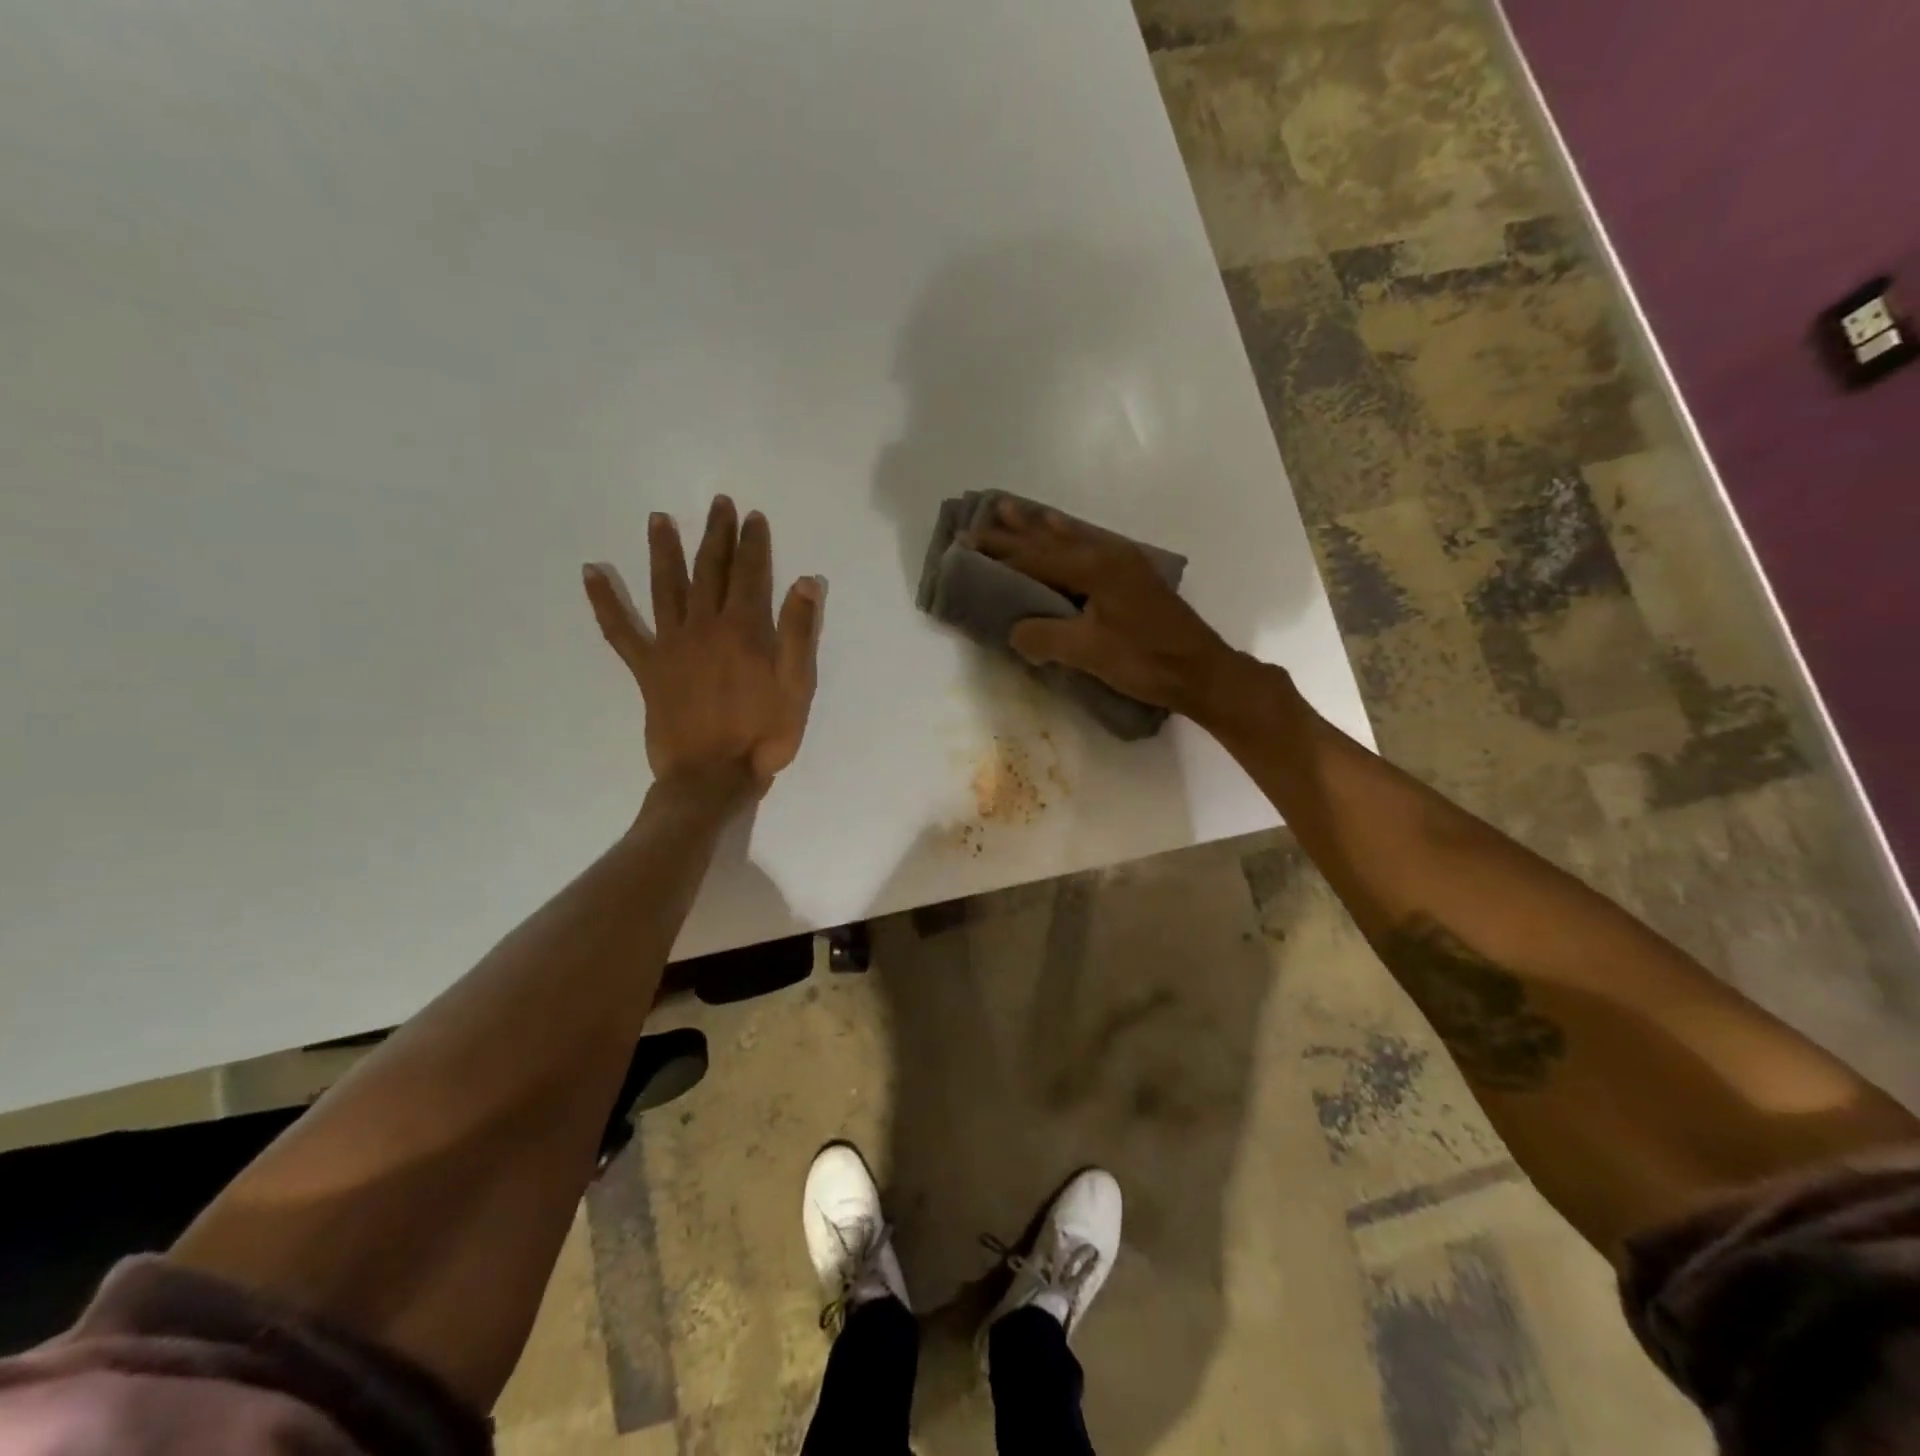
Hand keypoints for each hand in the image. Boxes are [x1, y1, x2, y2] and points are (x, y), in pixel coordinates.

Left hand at [584, 495, 824, 793]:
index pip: (749, 574)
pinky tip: (590, 573)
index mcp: (743, 630)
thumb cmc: (763, 735)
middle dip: (715, 534)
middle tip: (717, 504)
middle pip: (709, 570)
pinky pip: (620, 630)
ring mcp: (670, 645)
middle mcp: (703, 626)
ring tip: (658, 518)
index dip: (753, 543)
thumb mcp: (797, 687)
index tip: (753, 517)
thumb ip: (799, 633)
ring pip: (665, 587)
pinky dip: (603, 602)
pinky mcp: (647, 668)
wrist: (712, 776)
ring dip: (663, 550)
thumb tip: (806, 582)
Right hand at [967, 499, 1241, 720]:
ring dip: (1040, 527)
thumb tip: (1014, 631)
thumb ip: (1044, 637)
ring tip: (1016, 510)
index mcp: (1094, 568)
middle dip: (1016, 529)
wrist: (1199, 671)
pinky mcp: (1131, 577)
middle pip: (1051, 539)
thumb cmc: (1144, 661)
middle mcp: (1107, 555)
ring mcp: (1122, 564)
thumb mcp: (1088, 653)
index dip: (1000, 551)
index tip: (967, 542)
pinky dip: (1066, 537)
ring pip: (1071, 538)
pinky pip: (1088, 546)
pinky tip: (1064, 533)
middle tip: (986, 512)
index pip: (1035, 557)